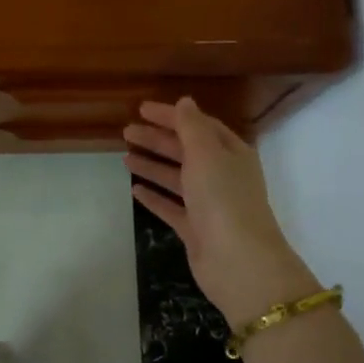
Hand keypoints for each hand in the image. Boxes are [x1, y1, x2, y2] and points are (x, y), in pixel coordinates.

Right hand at [124, 98, 318, 327]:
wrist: (238, 260)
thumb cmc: (223, 198)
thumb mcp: (206, 153)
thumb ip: (191, 126)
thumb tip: (185, 101)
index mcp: (231, 153)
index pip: (199, 126)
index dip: (172, 116)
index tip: (141, 109)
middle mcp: (222, 176)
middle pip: (186, 151)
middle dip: (158, 140)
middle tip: (127, 132)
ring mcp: (209, 204)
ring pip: (177, 179)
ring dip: (153, 166)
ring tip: (125, 157)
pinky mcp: (196, 230)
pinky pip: (172, 208)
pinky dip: (154, 197)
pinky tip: (134, 190)